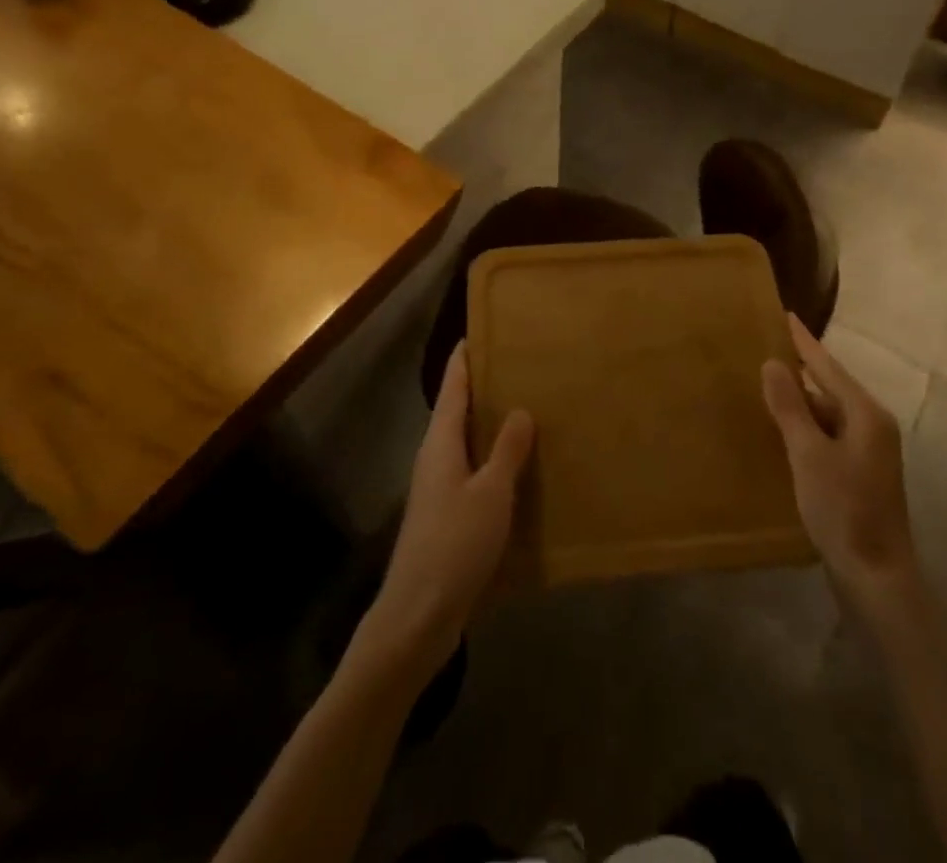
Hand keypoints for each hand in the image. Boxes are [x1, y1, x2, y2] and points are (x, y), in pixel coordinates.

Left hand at [358, 344, 534, 678]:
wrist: (418, 615)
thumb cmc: (454, 544)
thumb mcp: (491, 493)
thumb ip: (506, 450)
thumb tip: (520, 409)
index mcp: (441, 443)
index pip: (453, 386)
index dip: (465, 359)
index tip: (480, 331)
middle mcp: (436, 458)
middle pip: (458, 411)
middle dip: (483, 388)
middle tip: (519, 367)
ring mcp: (439, 489)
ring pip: (467, 443)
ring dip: (490, 426)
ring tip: (528, 410)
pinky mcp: (448, 516)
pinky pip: (474, 473)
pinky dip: (494, 460)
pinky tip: (520, 470)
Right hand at [762, 313, 916, 609]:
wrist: (877, 578)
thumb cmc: (843, 510)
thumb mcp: (808, 454)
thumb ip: (790, 407)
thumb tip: (773, 363)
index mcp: (866, 414)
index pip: (828, 366)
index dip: (804, 342)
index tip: (785, 315)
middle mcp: (873, 426)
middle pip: (831, 388)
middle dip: (799, 371)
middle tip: (765, 350)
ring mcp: (870, 452)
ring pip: (829, 413)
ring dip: (801, 402)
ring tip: (766, 388)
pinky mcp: (861, 473)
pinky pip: (829, 435)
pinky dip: (807, 427)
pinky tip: (784, 431)